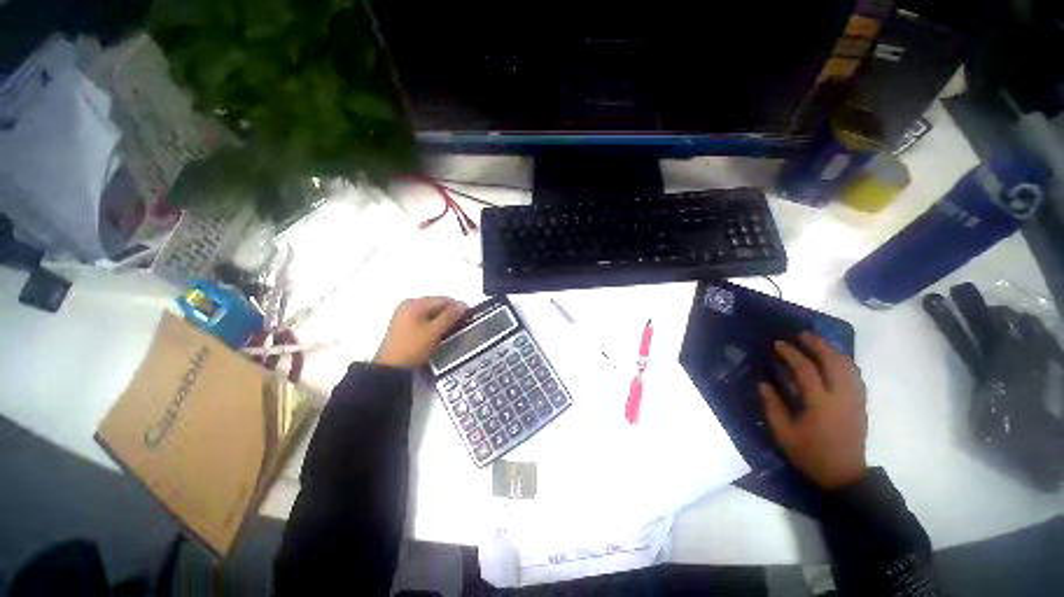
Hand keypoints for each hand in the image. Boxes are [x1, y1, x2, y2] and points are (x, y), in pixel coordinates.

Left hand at [373, 297, 467, 368]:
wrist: (391, 369)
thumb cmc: (413, 348)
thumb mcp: (434, 331)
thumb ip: (450, 316)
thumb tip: (463, 305)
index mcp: (415, 303)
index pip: (443, 299)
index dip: (458, 307)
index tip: (468, 317)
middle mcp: (409, 305)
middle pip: (437, 304)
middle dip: (450, 314)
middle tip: (461, 325)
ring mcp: (405, 314)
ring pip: (431, 313)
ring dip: (442, 320)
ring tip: (451, 331)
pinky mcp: (404, 325)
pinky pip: (424, 319)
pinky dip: (433, 324)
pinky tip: (439, 334)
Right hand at [759, 332, 867, 489]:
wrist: (844, 474)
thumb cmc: (810, 454)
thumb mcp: (783, 433)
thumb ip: (772, 406)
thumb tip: (763, 383)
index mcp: (820, 404)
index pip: (806, 370)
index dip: (791, 353)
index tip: (779, 344)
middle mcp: (841, 397)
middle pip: (833, 362)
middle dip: (818, 344)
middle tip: (802, 334)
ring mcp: (855, 400)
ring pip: (849, 367)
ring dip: (833, 350)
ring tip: (818, 342)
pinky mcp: (861, 404)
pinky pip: (855, 376)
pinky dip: (845, 363)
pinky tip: (835, 359)